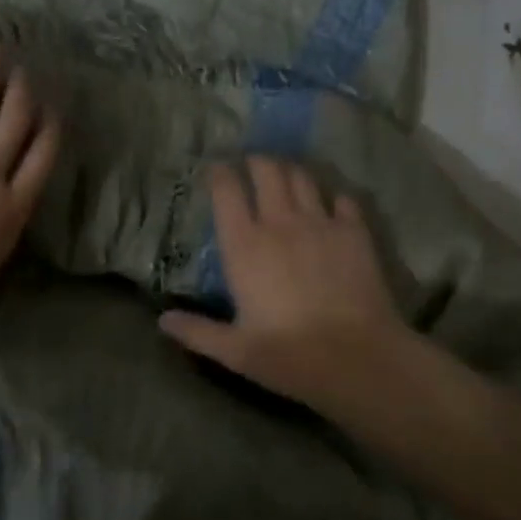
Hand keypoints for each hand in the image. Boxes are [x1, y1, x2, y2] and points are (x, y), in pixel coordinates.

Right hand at [159, 158, 407, 415]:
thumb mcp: (235, 351)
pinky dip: (332, 197)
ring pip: (302, 177)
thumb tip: (162, 321)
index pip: (227, 191)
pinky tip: (331, 206)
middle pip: (266, 170)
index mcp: (245, 246)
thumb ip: (197, 332)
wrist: (358, 358)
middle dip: (256, 161)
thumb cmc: (289, 355)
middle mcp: (280, 223)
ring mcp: (320, 223)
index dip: (220, 173)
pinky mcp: (355, 232)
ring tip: (287, 176)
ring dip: (291, 172)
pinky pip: (342, 199)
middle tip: (252, 164)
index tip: (216, 169)